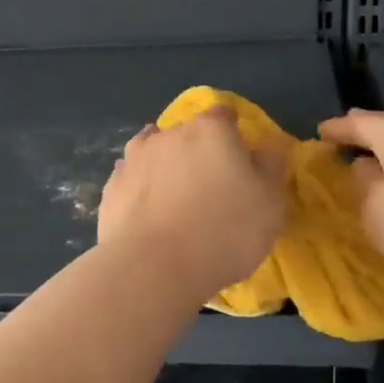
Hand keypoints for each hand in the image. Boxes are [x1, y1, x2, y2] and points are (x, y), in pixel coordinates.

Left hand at [98, 108, 287, 295]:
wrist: (153, 268)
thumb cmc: (224, 231)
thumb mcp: (270, 202)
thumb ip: (271, 165)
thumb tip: (268, 144)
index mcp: (211, 130)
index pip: (224, 115)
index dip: (234, 133)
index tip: (240, 158)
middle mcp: (169, 134)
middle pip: (188, 134)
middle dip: (199, 152)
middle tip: (211, 187)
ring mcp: (134, 158)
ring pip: (155, 153)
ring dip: (166, 167)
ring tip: (175, 200)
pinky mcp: (111, 187)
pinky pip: (133, 180)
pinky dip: (142, 190)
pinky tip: (149, 213)